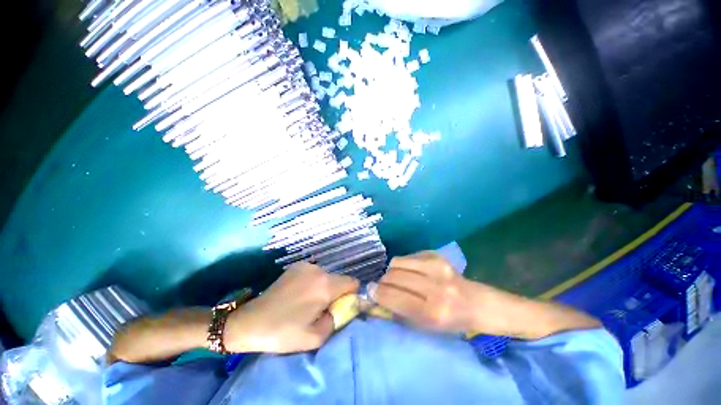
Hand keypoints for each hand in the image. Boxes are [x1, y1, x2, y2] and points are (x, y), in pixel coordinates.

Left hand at [224, 262, 358, 353]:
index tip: (340, 307)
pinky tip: (298, 293)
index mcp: (325, 286)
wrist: (250, 321)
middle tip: (320, 309)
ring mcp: (306, 266)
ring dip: (323, 287)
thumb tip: (342, 308)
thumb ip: (336, 320)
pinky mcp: (296, 266)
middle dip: (336, 293)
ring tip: (306, 302)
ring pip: (326, 276)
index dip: (351, 295)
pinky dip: (312, 282)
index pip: (353, 282)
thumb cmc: (283, 332)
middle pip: (339, 279)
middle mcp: (319, 270)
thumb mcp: (315, 337)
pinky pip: (314, 273)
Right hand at [375, 251, 508, 333]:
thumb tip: (375, 295)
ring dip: (392, 271)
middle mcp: (435, 286)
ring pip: (397, 262)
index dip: (377, 293)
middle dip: (383, 281)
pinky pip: (408, 256)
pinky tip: (411, 272)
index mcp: (433, 312)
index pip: (394, 298)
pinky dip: (404, 264)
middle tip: (383, 285)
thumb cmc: (449, 321)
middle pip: (394, 276)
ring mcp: (437, 267)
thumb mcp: (424, 327)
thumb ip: (397, 311)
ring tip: (397, 278)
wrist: (476, 303)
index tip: (369, 291)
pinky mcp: (437, 255)